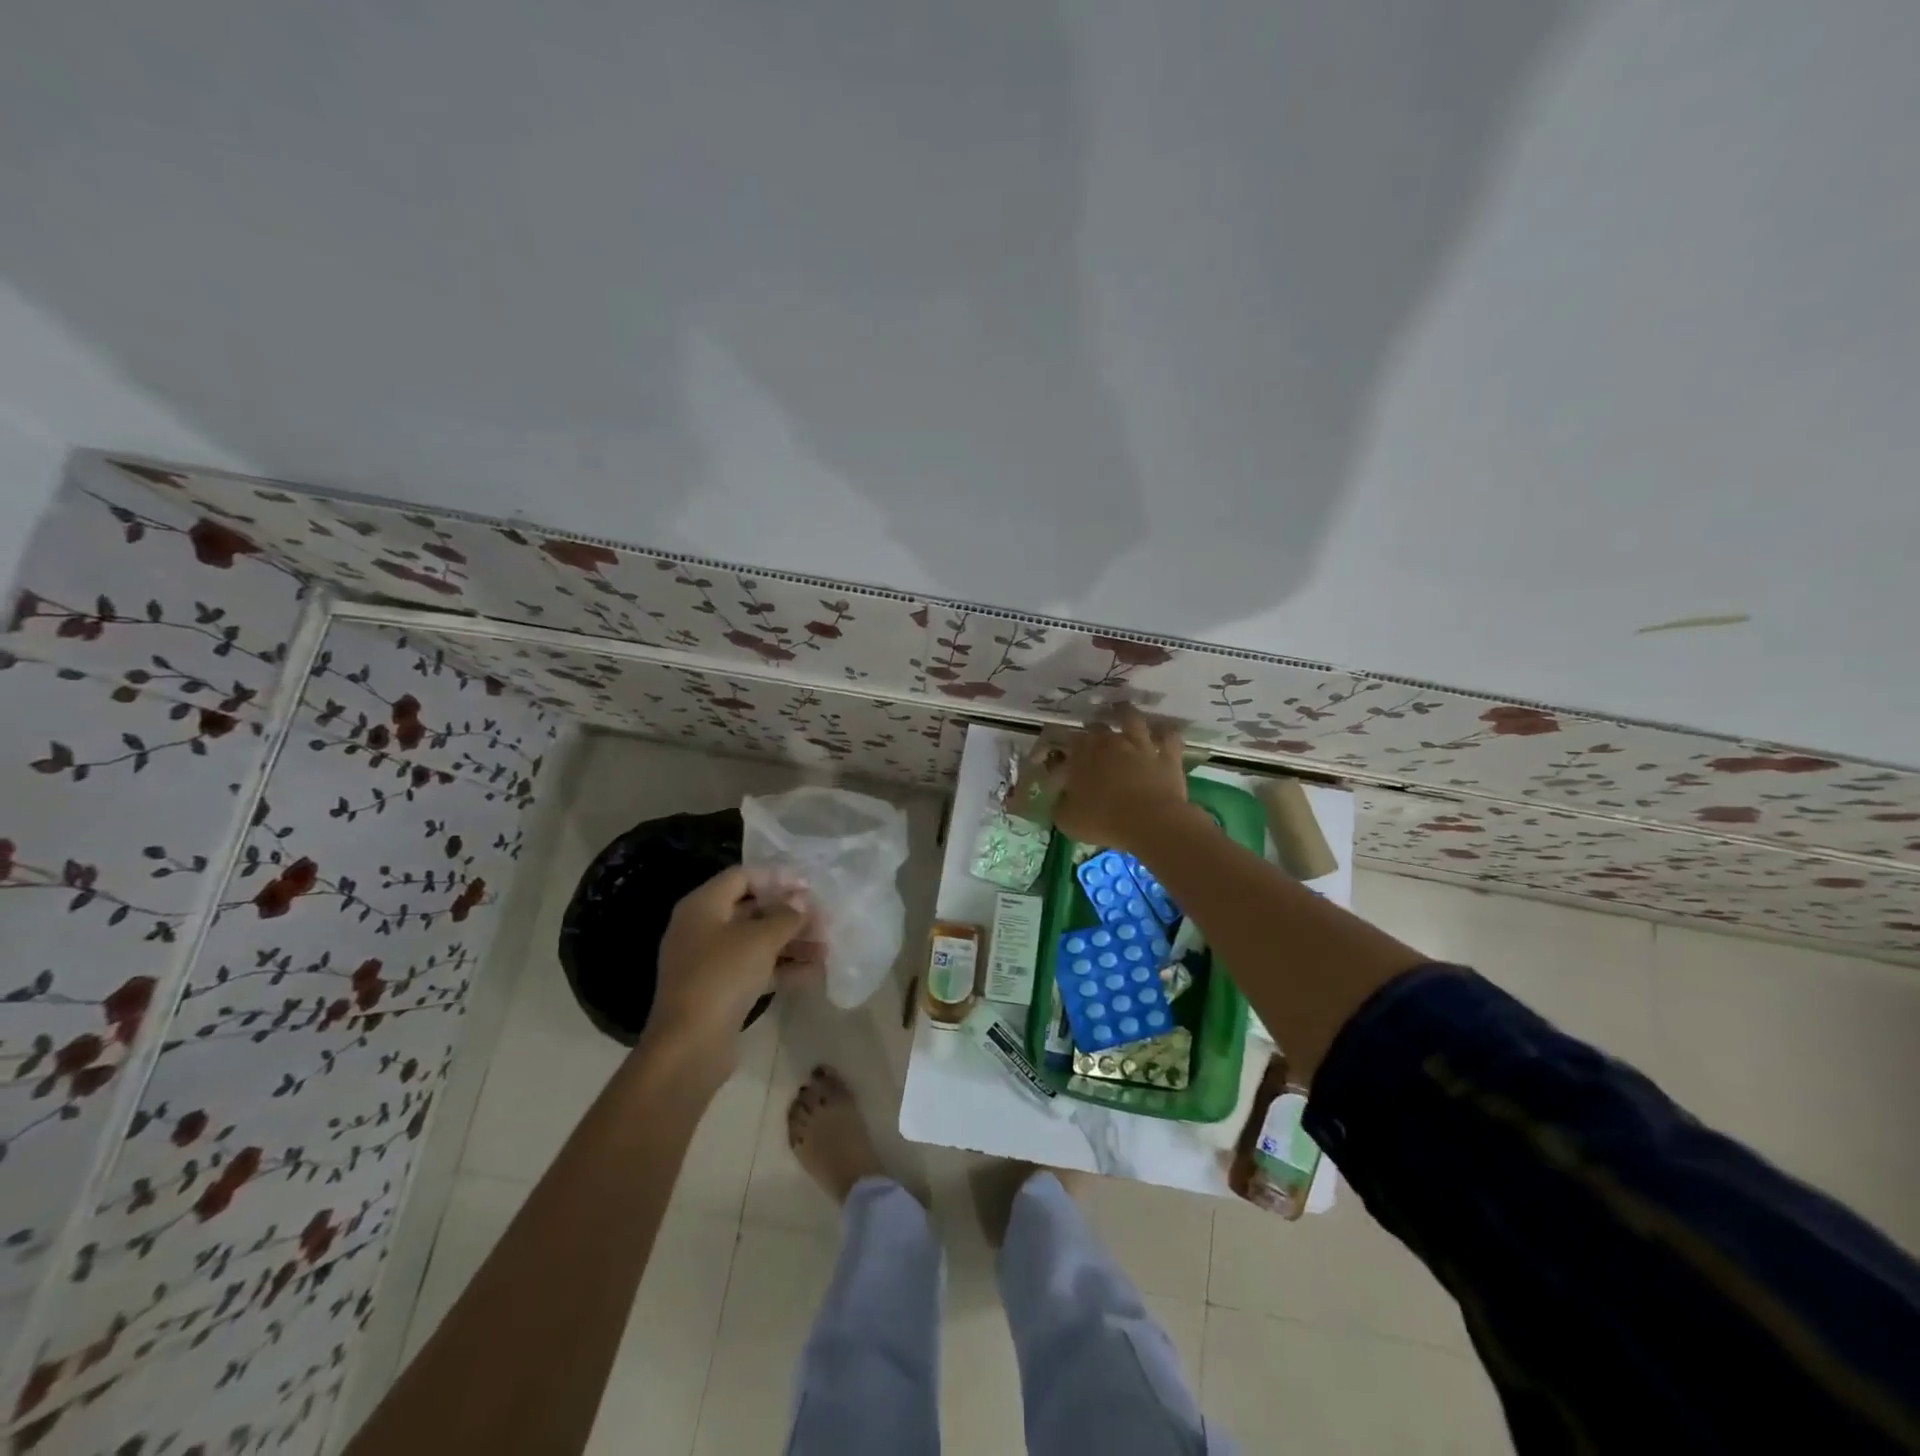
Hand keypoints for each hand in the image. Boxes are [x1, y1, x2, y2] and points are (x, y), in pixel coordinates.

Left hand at [648, 866, 808, 1066]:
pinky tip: (814, 972)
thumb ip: (786, 916)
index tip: (809, 885)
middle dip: (789, 913)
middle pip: (751, 909)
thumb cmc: (722, 976)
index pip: (742, 876)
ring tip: (826, 947)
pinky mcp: (720, 990)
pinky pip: (755, 969)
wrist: (689, 1046)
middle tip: (823, 918)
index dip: (777, 877)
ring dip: (791, 942)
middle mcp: (702, 928)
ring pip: (756, 942)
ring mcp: (710, 962)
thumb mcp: (760, 939)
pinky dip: (782, 968)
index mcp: (703, 906)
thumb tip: (801, 902)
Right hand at [1049, 708, 1193, 853]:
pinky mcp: (1167, 756)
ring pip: (1131, 718)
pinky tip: (1161, 733)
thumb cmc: (1103, 821)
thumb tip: (1062, 799)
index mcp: (1081, 755)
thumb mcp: (1068, 820)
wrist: (1150, 823)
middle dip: (1090, 730)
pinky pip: (1168, 736)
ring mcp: (1140, 746)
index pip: (1063, 741)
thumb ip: (1061, 805)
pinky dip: (1163, 733)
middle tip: (1088, 738)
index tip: (1053, 756)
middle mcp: (1110, 742)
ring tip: (1122, 712)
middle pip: (1096, 727)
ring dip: (1125, 714)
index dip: (1055, 745)